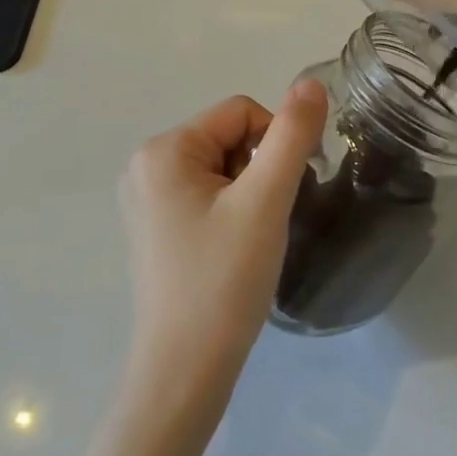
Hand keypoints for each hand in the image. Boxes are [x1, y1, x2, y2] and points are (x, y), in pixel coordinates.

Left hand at [117, 81, 327, 409]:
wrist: (184, 372)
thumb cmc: (224, 280)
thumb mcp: (265, 201)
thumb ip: (291, 136)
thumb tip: (311, 83)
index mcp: (164, 150)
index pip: (241, 112)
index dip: (274, 144)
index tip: (279, 195)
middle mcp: (145, 165)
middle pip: (228, 138)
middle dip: (259, 171)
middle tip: (264, 222)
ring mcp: (145, 200)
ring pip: (221, 168)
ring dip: (248, 193)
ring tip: (249, 240)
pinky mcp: (153, 229)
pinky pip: (204, 195)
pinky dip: (230, 212)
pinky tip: (231, 251)